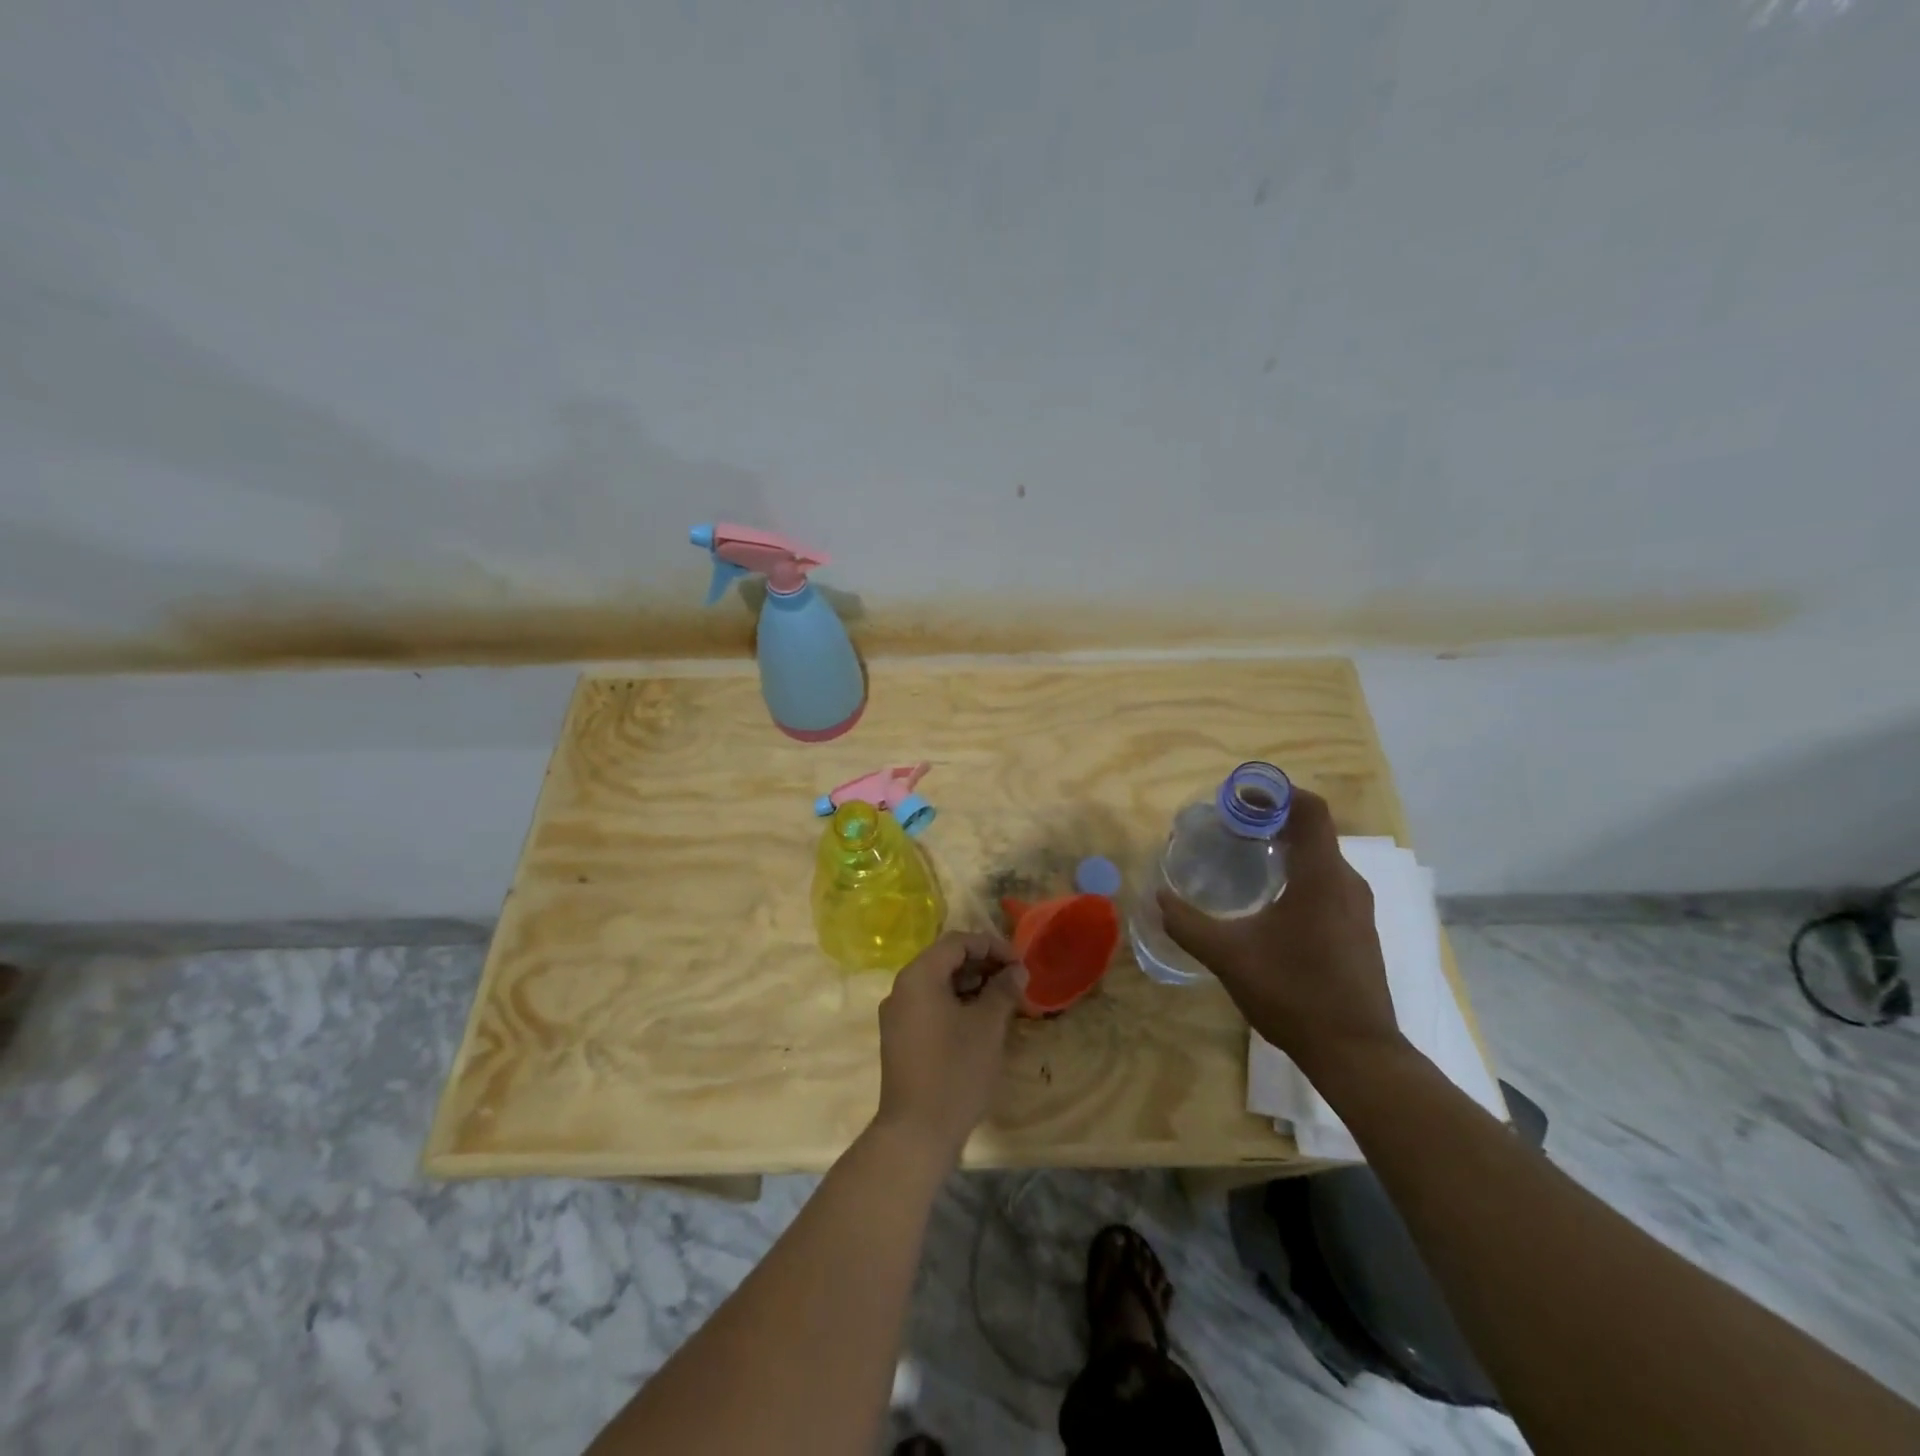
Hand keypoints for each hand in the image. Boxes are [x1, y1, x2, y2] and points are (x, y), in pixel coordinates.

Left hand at [874, 932, 1026, 1165]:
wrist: (916, 1132)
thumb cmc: (955, 1071)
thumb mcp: (987, 1026)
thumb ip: (1003, 990)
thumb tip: (1017, 970)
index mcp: (918, 976)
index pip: (957, 942)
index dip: (991, 946)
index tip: (1019, 963)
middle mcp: (901, 988)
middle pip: (945, 960)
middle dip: (982, 965)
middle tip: (1014, 980)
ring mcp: (897, 1015)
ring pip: (938, 984)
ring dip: (971, 985)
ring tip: (1003, 1000)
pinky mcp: (900, 1037)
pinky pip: (930, 1006)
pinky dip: (956, 1004)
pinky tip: (980, 1021)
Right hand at [1156, 788, 1400, 1074]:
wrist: (1356, 1053)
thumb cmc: (1294, 994)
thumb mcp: (1229, 956)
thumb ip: (1188, 924)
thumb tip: (1157, 898)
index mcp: (1321, 877)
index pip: (1309, 809)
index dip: (1276, 792)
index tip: (1239, 796)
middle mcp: (1346, 883)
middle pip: (1313, 830)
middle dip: (1271, 820)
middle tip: (1229, 827)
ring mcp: (1357, 908)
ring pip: (1320, 858)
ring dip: (1285, 848)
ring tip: (1243, 858)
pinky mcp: (1358, 930)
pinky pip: (1327, 883)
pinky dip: (1297, 873)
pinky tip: (1268, 900)